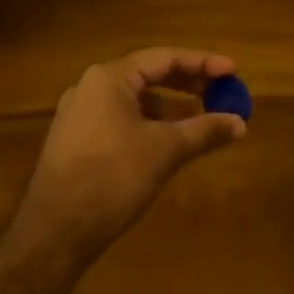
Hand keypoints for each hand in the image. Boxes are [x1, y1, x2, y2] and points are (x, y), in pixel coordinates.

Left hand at [11, 47, 245, 266]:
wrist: (53, 235)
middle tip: (222, 93)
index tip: (233, 71)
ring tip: (203, 122)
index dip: (203, 63)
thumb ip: (205, 130)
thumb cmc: (112, 178)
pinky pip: (122, 120)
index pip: (165, 58)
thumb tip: (241, 123)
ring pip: (136, 101)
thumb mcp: (165, 151)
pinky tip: (170, 144)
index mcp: (110, 77)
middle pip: (150, 75)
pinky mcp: (77, 141)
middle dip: (189, 85)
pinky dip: (151, 125)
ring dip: (171, 108)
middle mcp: (92, 87)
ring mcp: (80, 115)